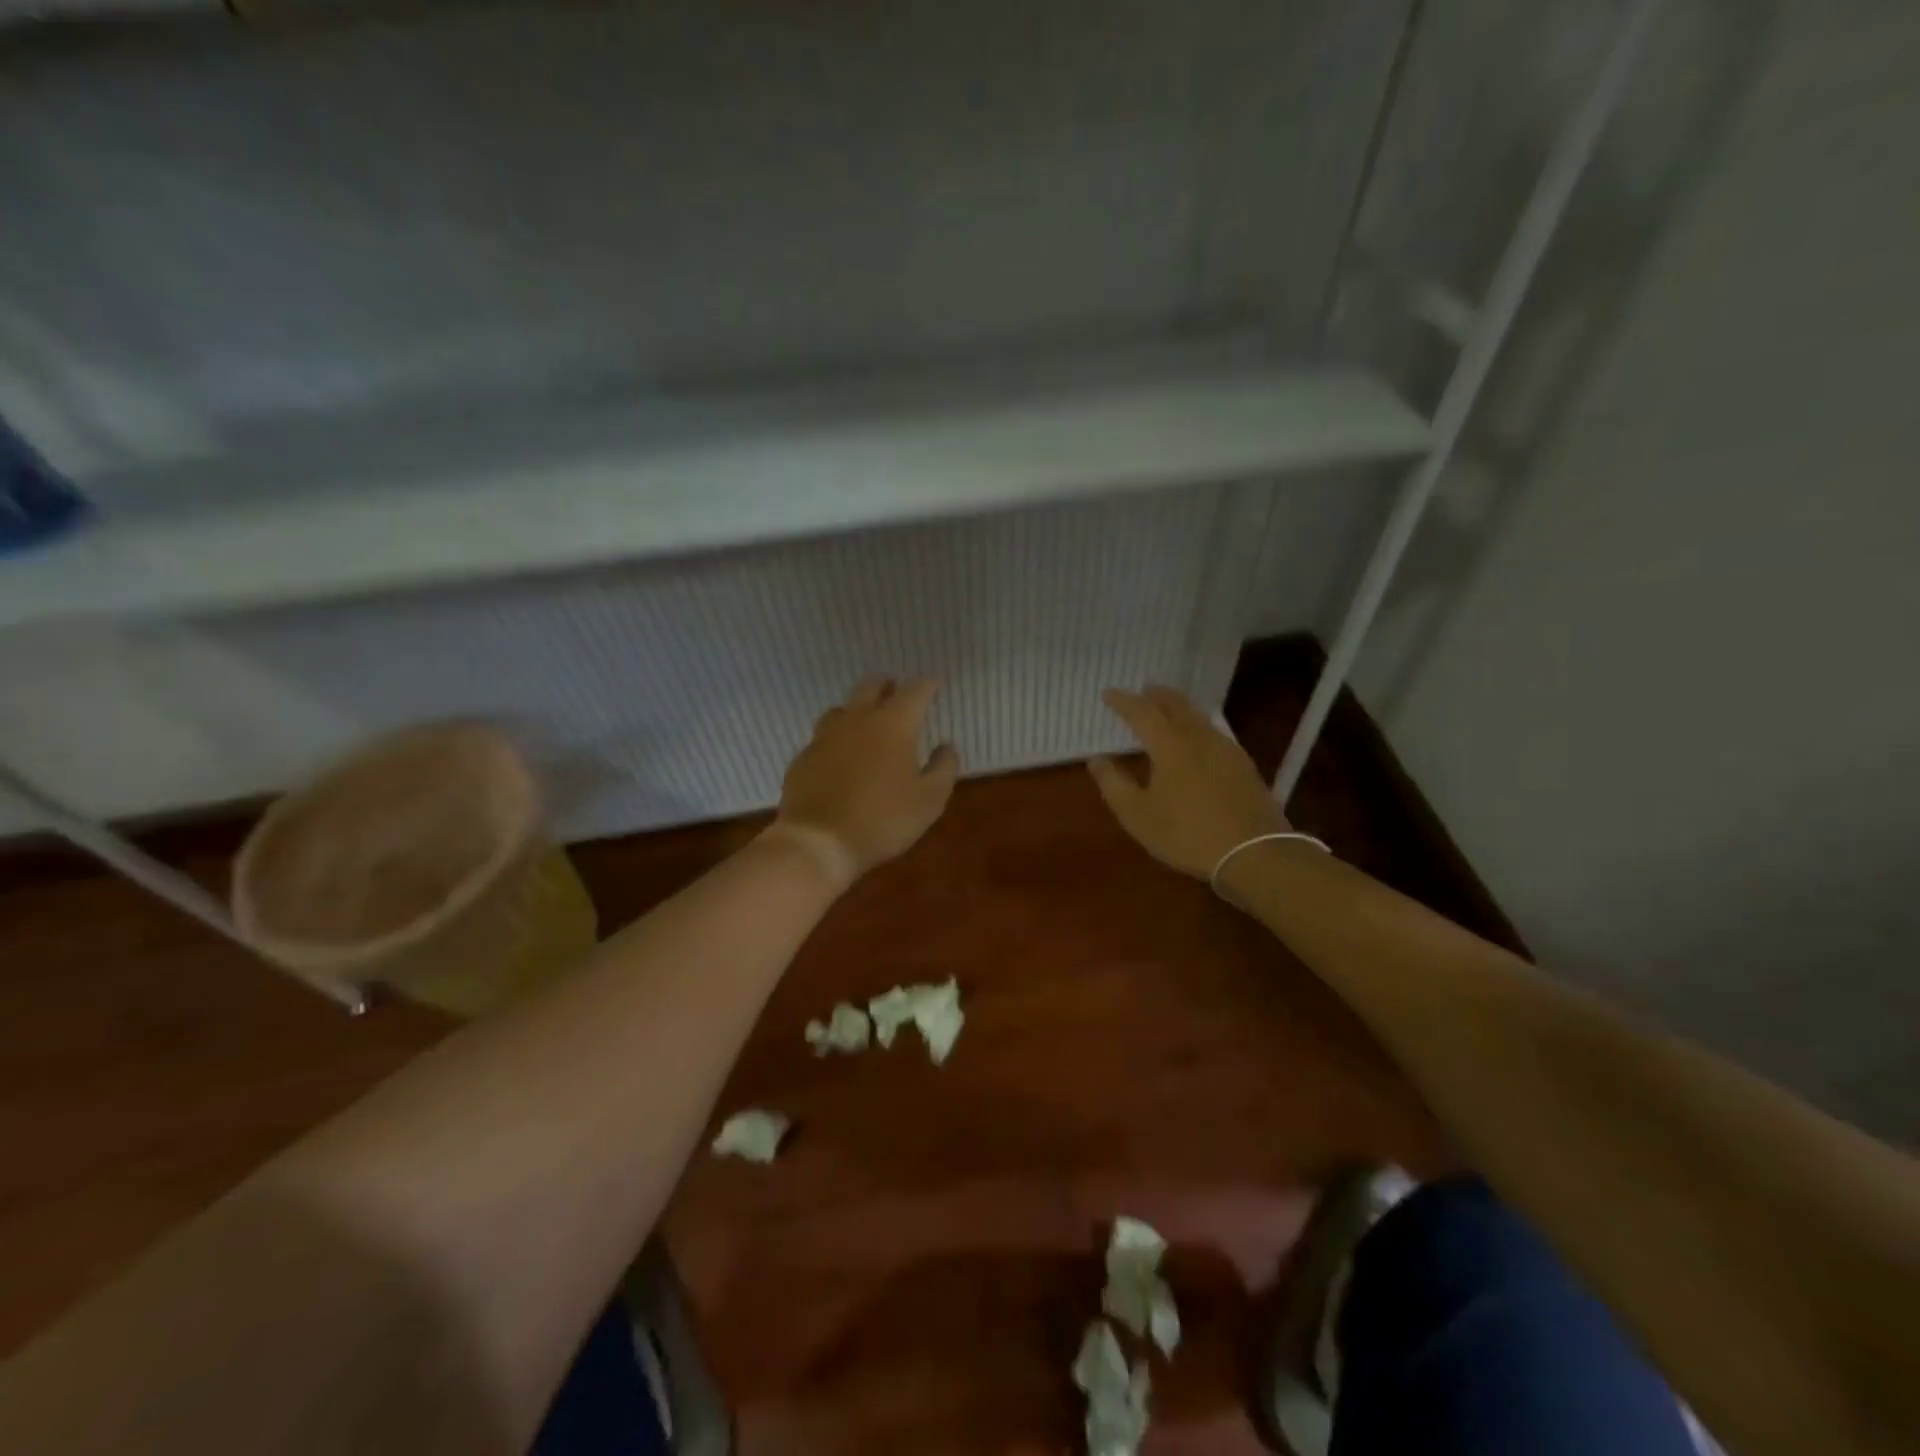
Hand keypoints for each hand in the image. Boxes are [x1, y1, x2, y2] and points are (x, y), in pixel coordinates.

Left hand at [772, 677, 959, 885]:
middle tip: (897, 693)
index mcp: (893, 724)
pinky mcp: (803, 757)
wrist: (819, 841)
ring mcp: (825, 736)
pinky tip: (840, 757)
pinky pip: (823, 738)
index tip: (934, 683)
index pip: (914, 691)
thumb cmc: (883, 819)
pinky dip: (837, 740)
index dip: (927, 684)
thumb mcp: (930, 800)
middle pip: (871, 686)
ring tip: (867, 723)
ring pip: (843, 708)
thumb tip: (946, 746)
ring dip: (858, 709)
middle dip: (888, 685)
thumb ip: (943, 768)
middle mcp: (857, 720)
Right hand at [1089, 686, 1289, 878]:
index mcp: (1169, 744)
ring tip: (1167, 711)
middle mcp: (1198, 737)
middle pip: (1176, 705)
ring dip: (1179, 708)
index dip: (1123, 701)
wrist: (1254, 853)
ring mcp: (1225, 749)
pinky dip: (1196, 726)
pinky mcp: (1243, 765)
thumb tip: (1097, 760)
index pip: (1142, 712)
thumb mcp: (1138, 815)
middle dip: (1156, 695)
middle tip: (1143, 691)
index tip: (1108, 693)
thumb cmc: (1186, 833)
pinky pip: (1213, 733)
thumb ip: (1114, 784)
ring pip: (1198, 717)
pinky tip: (1196, 741)